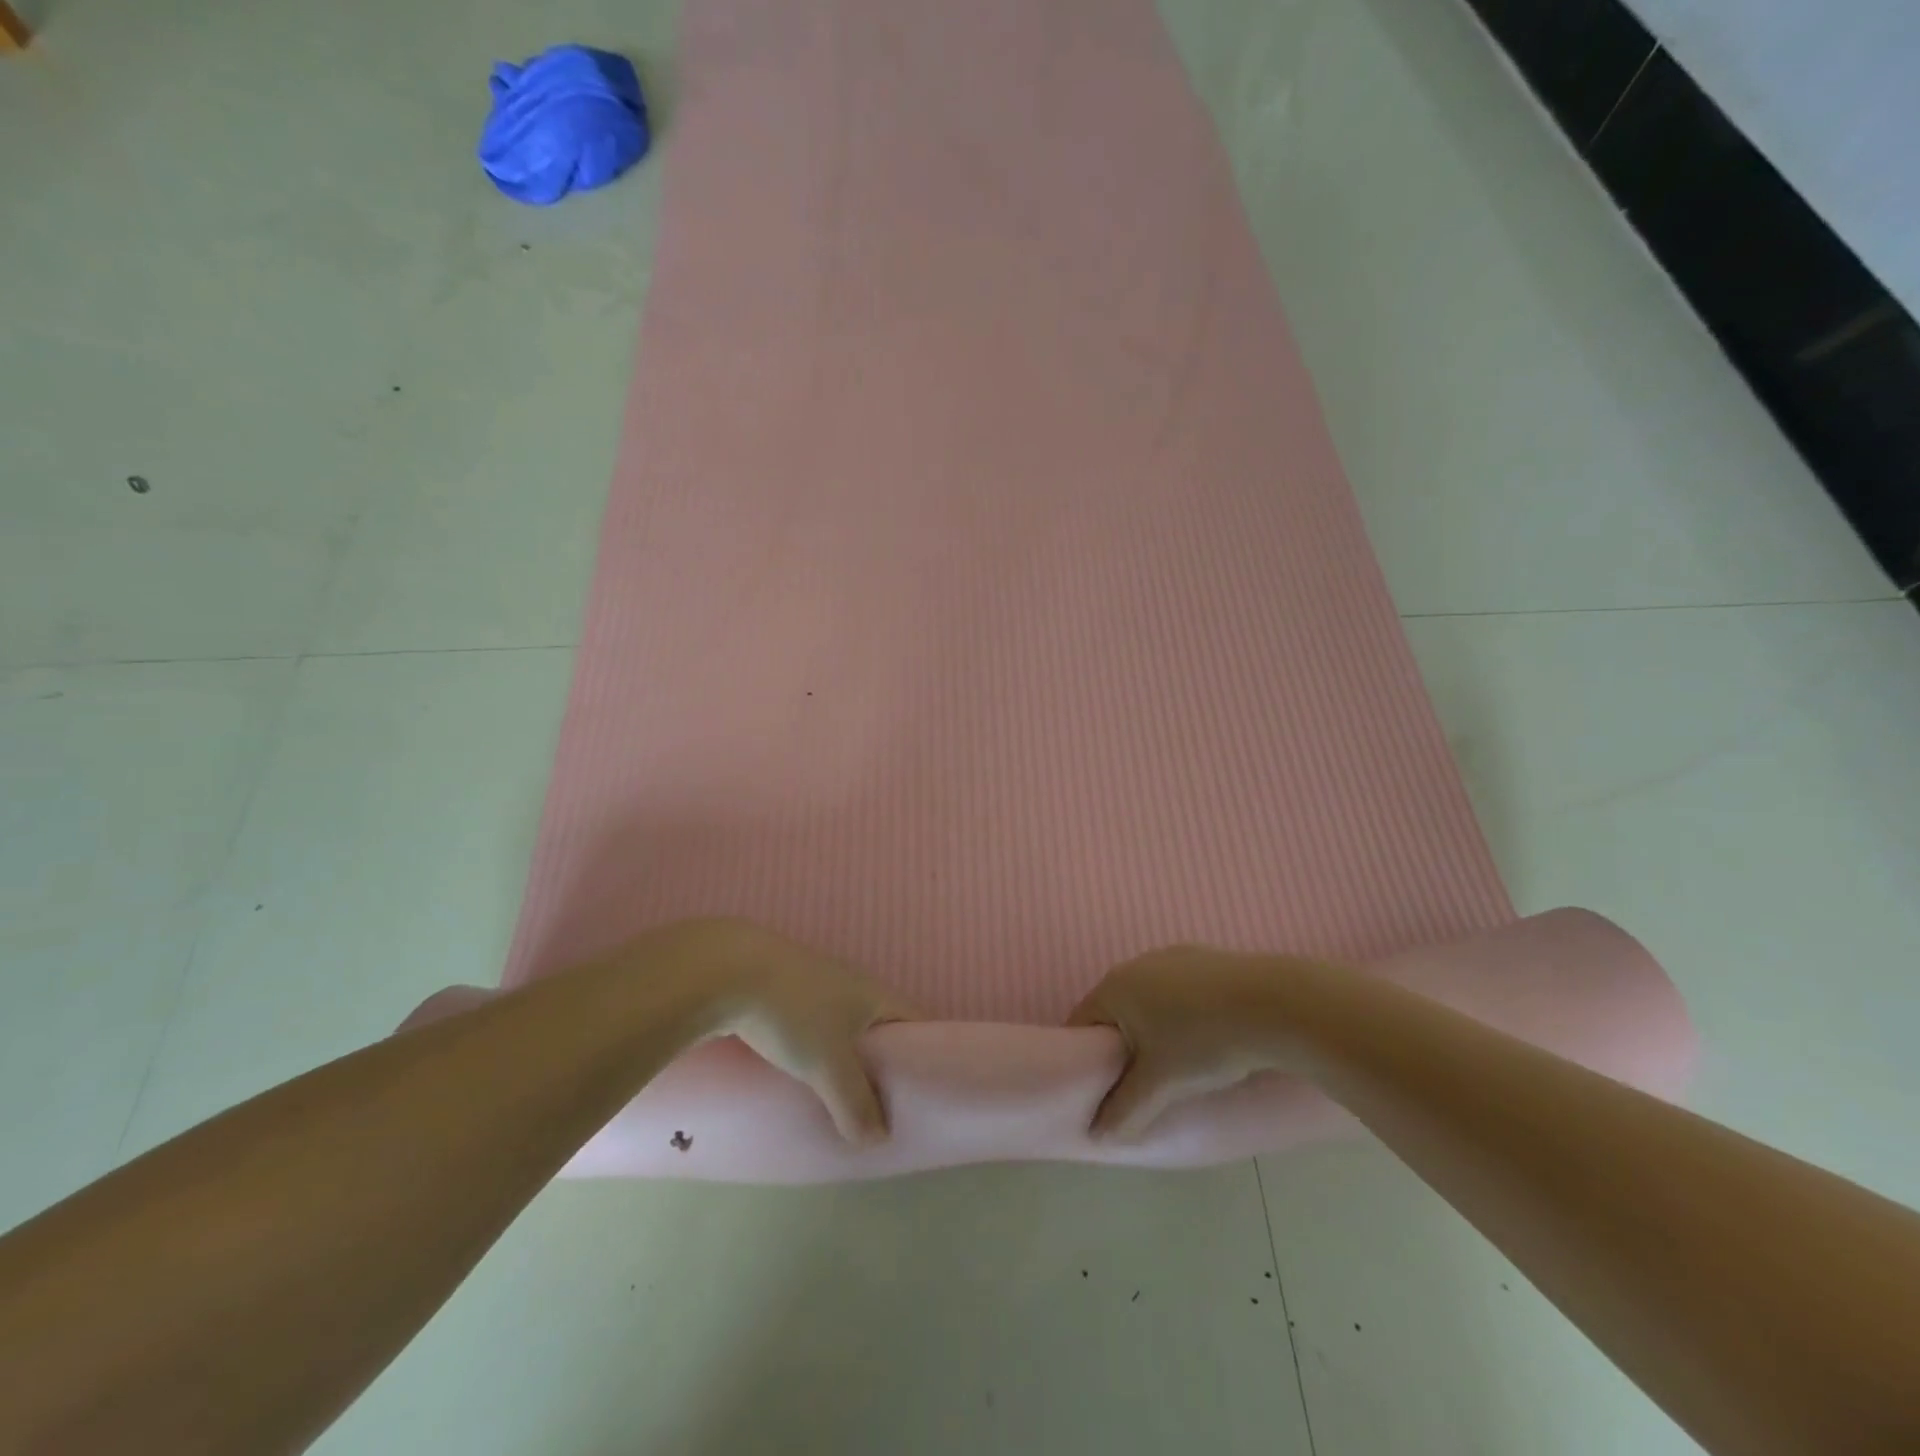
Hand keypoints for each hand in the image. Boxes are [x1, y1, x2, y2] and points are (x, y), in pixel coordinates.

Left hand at [663, 920, 918, 1143]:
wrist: (727, 971)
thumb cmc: (793, 1013)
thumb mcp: (829, 1065)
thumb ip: (855, 1104)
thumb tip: (878, 1139)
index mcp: (875, 994)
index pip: (916, 1022)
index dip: (927, 1054)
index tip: (928, 1090)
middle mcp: (852, 983)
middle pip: (881, 1025)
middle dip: (885, 1061)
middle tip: (884, 1103)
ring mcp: (816, 982)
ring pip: (844, 1024)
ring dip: (848, 1055)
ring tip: (842, 1094)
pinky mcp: (784, 988)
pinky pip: (814, 1023)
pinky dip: (817, 1047)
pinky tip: (801, 1071)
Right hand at [1068, 945, 1334, 1139]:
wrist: (1278, 1004)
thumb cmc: (1205, 1041)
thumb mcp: (1161, 1085)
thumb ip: (1124, 1111)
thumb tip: (1098, 1135)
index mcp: (1115, 986)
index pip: (1081, 1023)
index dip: (1084, 1059)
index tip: (1100, 1090)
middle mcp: (1137, 964)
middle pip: (1115, 1011)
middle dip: (1121, 1047)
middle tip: (1140, 1084)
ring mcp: (1173, 956)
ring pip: (1150, 1000)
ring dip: (1154, 1030)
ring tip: (1178, 1065)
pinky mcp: (1205, 959)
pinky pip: (1180, 991)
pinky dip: (1183, 1014)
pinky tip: (1209, 1038)